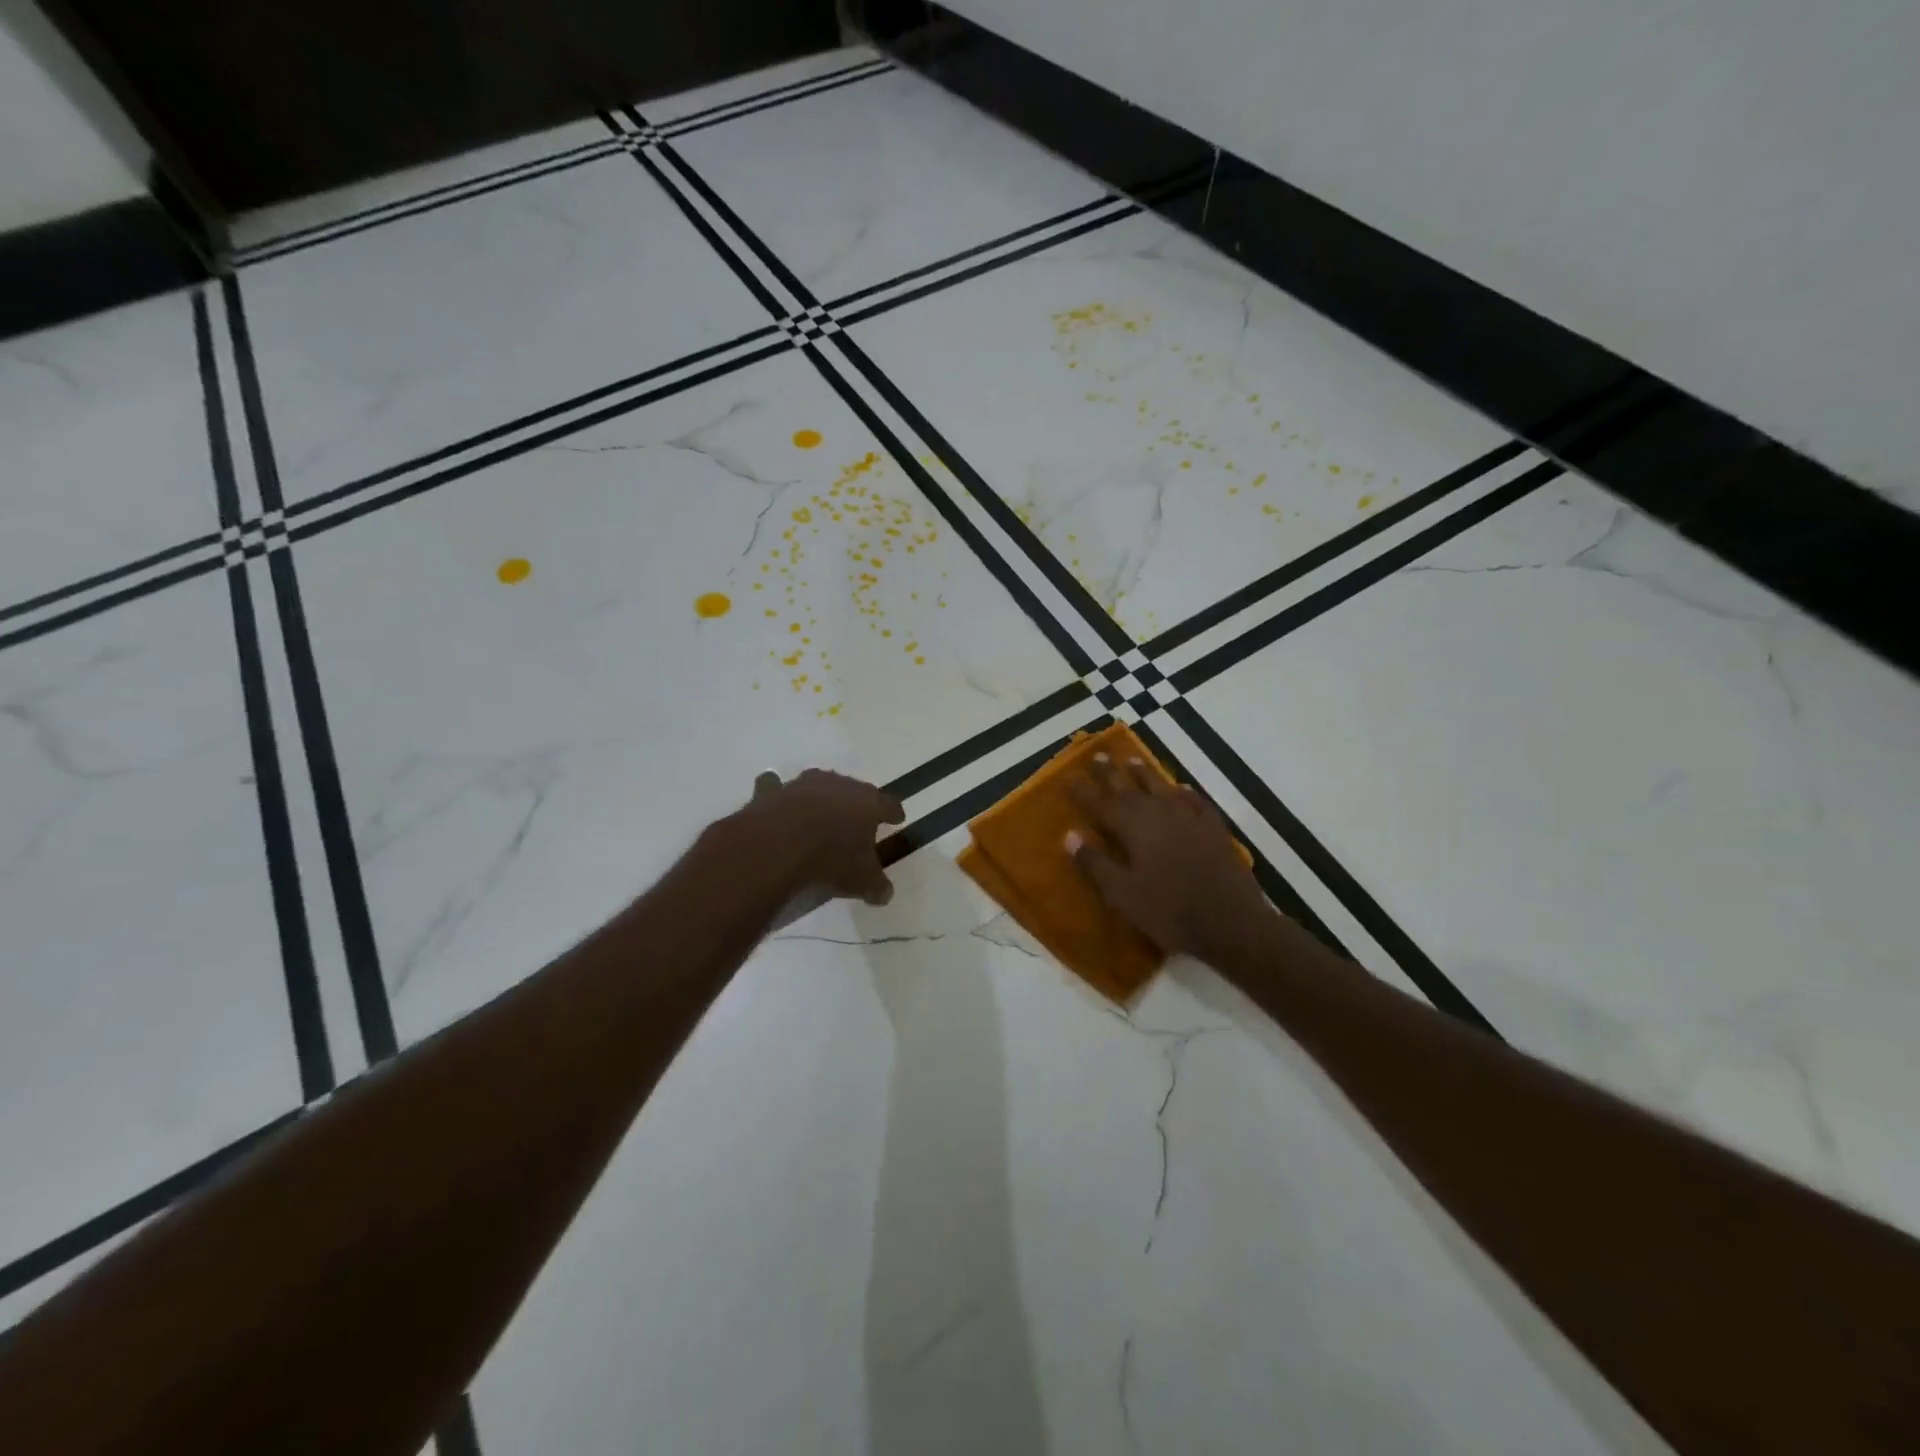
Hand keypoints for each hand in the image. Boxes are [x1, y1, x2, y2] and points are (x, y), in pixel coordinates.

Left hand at [745, 769, 904, 904]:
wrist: (777, 845)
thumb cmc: (831, 860)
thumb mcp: (861, 881)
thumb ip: (876, 885)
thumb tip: (885, 894)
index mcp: (868, 803)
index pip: (888, 804)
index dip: (894, 812)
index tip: (897, 818)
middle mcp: (838, 785)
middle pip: (854, 790)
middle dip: (857, 803)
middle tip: (858, 817)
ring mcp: (803, 785)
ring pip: (818, 785)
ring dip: (820, 797)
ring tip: (819, 811)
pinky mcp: (773, 791)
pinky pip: (777, 788)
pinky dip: (778, 794)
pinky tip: (777, 802)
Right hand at [1067, 754, 1271, 960]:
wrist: (1231, 922)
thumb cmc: (1169, 911)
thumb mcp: (1122, 894)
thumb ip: (1095, 863)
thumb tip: (1069, 835)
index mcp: (1133, 828)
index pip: (1101, 804)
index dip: (1084, 791)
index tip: (1069, 776)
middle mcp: (1159, 814)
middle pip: (1129, 788)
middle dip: (1110, 773)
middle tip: (1097, 755)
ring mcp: (1190, 819)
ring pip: (1162, 788)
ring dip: (1145, 774)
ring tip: (1133, 760)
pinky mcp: (1214, 830)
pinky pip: (1196, 802)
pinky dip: (1185, 793)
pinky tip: (1182, 789)